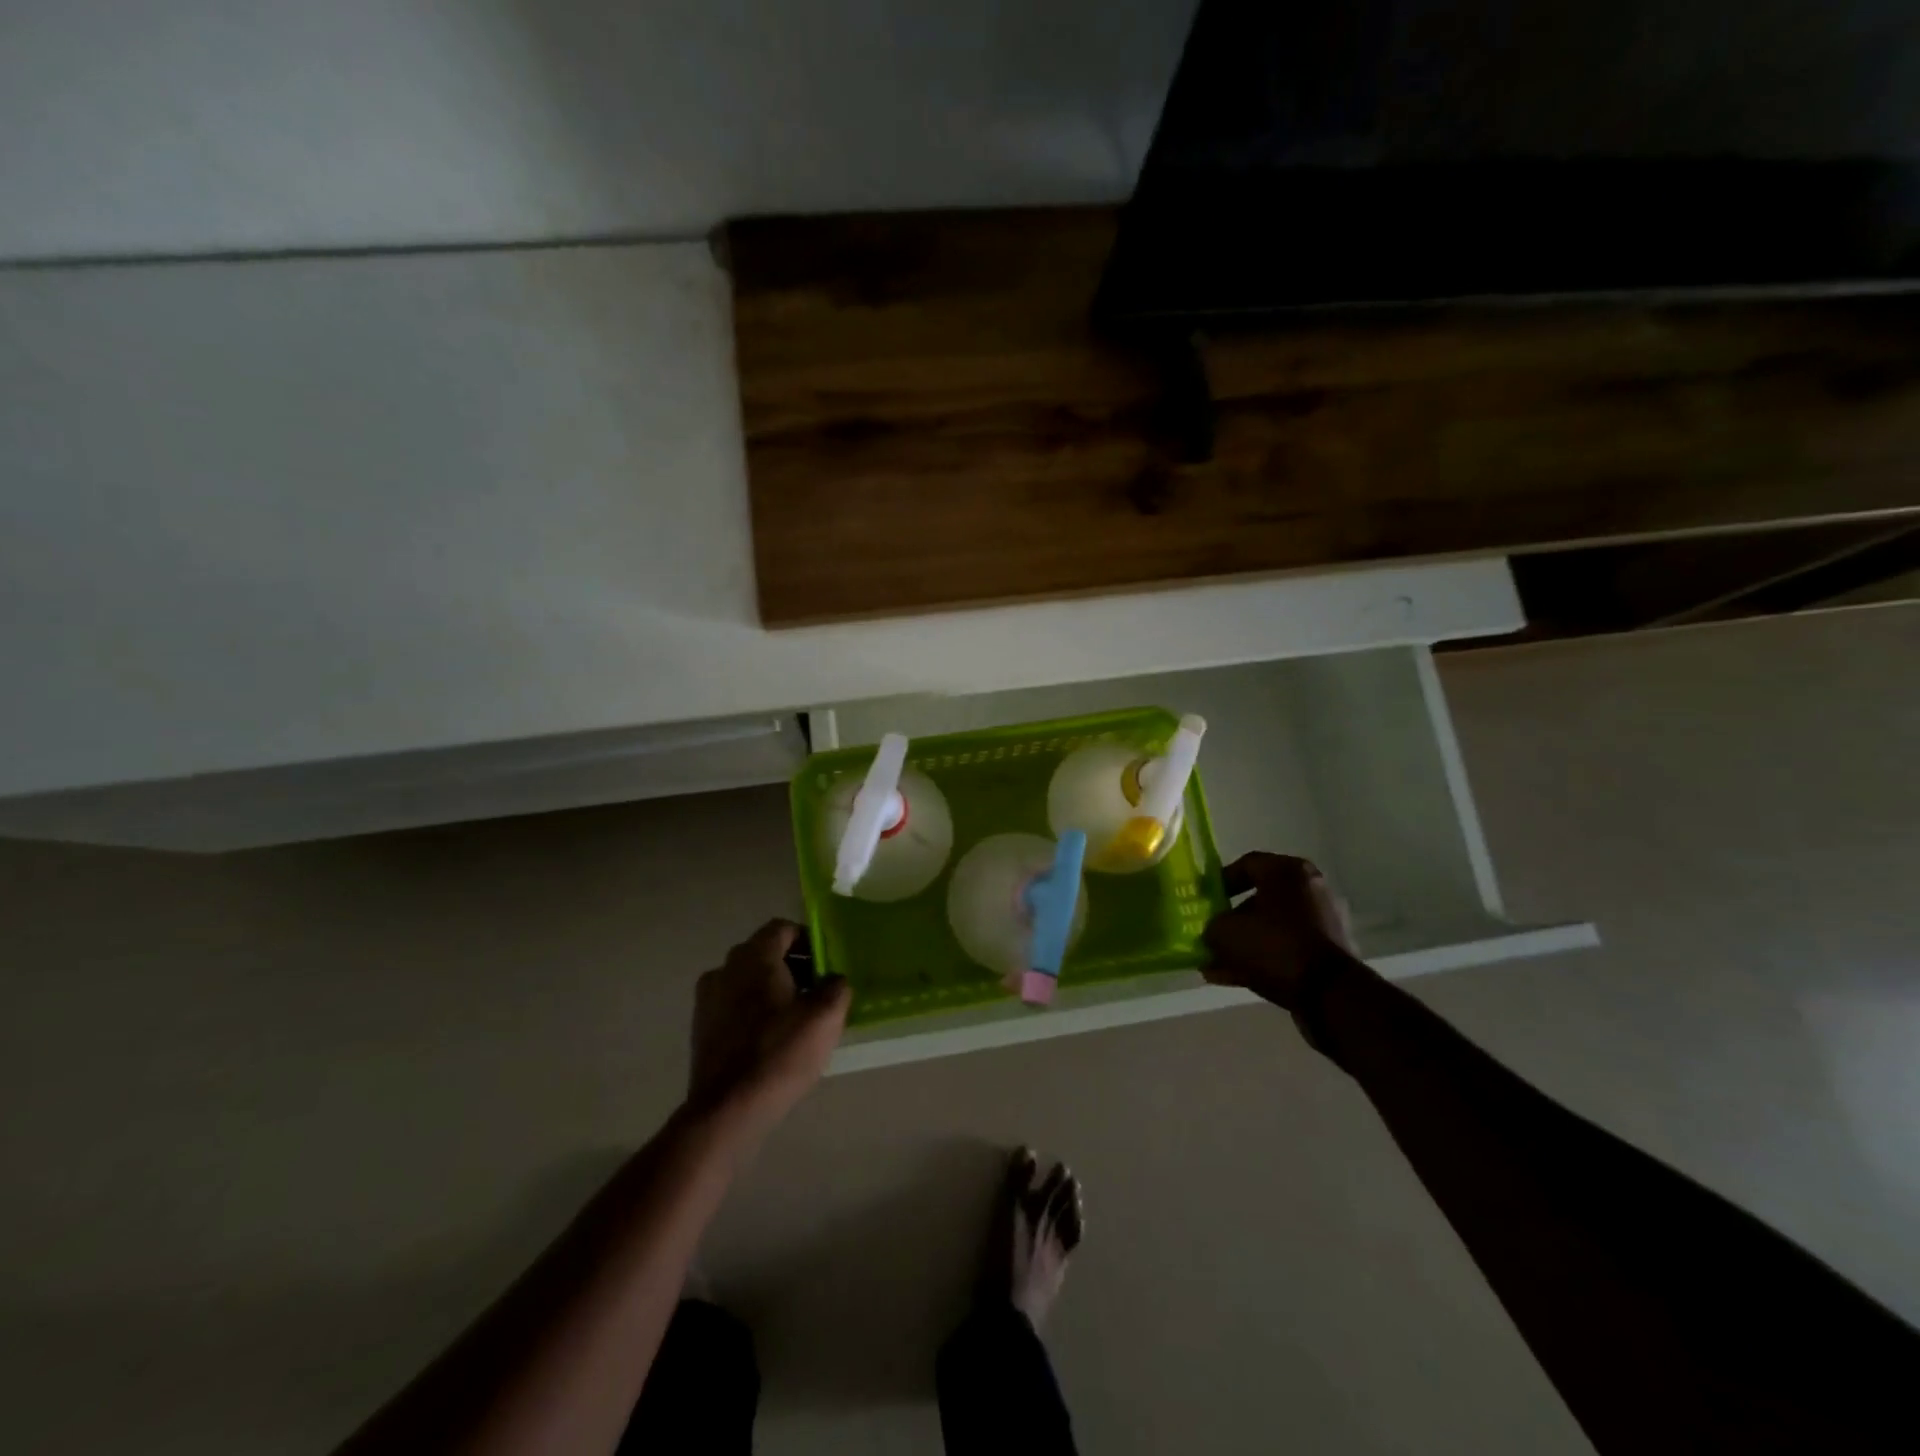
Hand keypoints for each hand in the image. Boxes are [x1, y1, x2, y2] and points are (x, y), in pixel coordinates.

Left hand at [687, 920, 850, 1131]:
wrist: (728, 1110)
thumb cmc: (780, 1053)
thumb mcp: (826, 1017)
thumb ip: (836, 987)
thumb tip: (833, 980)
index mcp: (754, 956)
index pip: (782, 929)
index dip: (808, 941)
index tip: (827, 965)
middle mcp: (725, 968)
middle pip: (764, 953)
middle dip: (792, 966)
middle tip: (817, 992)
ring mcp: (708, 998)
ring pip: (748, 980)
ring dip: (772, 990)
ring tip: (795, 1019)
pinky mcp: (701, 1028)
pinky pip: (734, 1005)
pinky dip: (753, 1011)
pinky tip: (771, 1039)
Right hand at [1202, 852, 1357, 1011]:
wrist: (1329, 992)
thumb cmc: (1274, 945)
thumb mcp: (1224, 932)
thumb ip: (1212, 926)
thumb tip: (1214, 932)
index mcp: (1288, 871)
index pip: (1247, 864)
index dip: (1220, 880)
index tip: (1205, 899)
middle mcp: (1311, 888)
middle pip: (1261, 898)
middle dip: (1232, 918)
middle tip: (1212, 932)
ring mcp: (1324, 921)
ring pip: (1273, 927)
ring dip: (1245, 943)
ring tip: (1216, 964)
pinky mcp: (1330, 951)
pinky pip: (1287, 948)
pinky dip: (1263, 958)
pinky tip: (1234, 977)